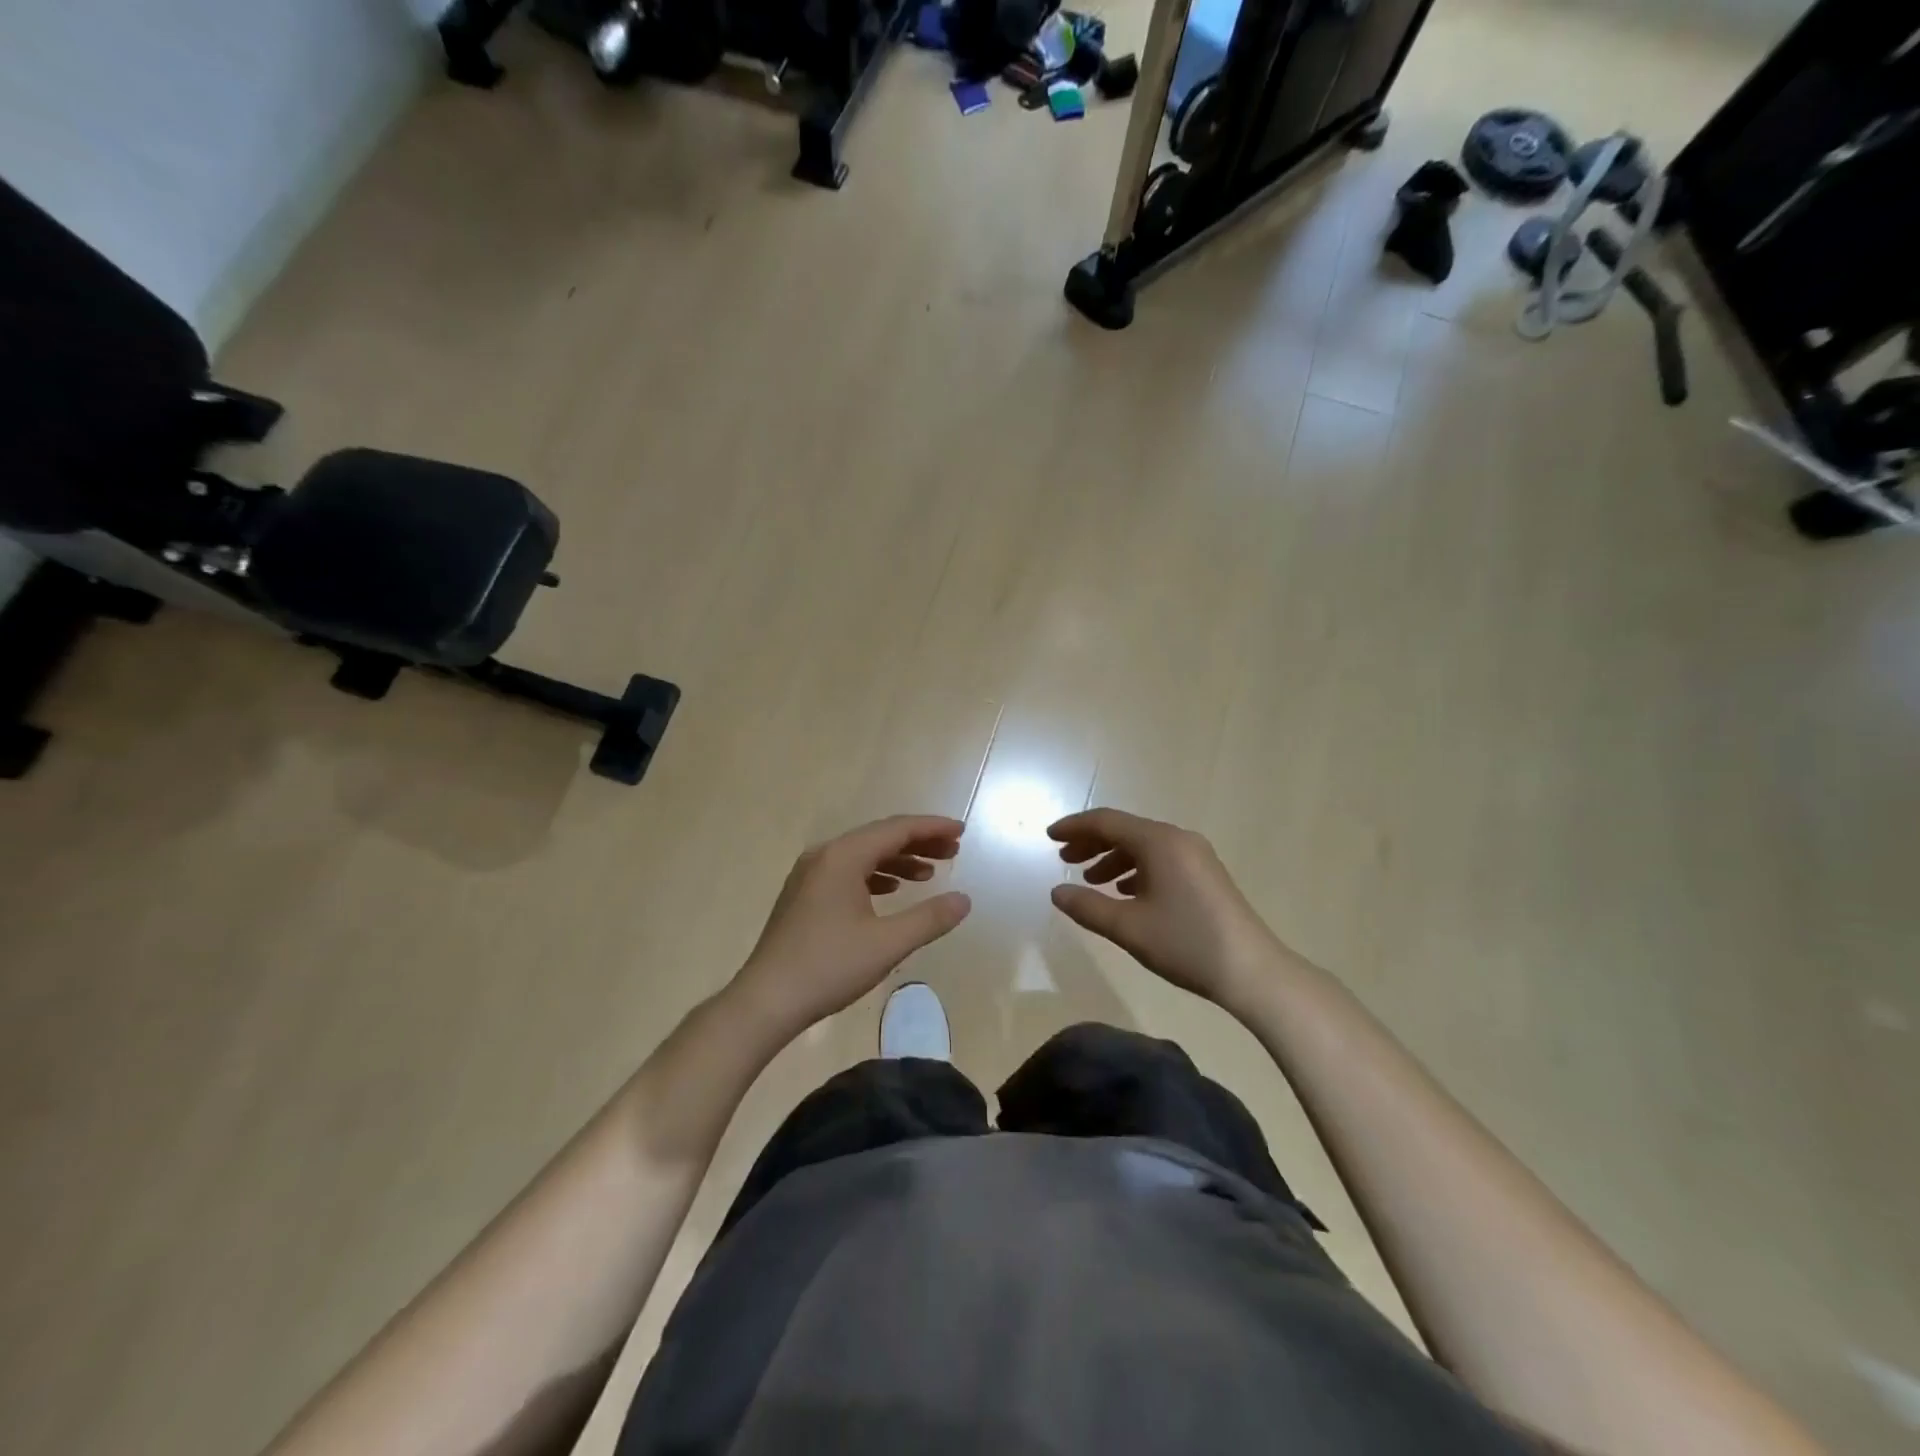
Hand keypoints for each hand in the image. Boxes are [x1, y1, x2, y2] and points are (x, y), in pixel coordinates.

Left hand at [730, 815, 971, 1034]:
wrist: (767, 1000)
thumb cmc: (829, 967)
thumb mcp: (887, 944)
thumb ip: (929, 918)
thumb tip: (964, 900)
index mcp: (843, 857)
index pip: (896, 829)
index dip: (932, 828)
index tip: (962, 832)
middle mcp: (825, 856)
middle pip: (879, 837)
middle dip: (918, 842)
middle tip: (953, 851)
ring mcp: (810, 875)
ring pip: (863, 854)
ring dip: (898, 860)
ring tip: (930, 874)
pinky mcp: (804, 895)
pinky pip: (848, 871)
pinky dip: (876, 875)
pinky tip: (892, 891)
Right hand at [1048, 808, 1279, 1010]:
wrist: (1253, 971)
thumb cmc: (1186, 943)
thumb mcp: (1128, 927)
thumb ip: (1087, 907)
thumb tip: (1056, 892)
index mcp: (1159, 842)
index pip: (1107, 822)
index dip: (1074, 827)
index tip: (1048, 836)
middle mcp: (1178, 839)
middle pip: (1125, 830)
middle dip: (1091, 843)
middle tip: (1063, 860)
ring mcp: (1196, 856)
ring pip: (1144, 846)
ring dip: (1113, 858)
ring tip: (1090, 881)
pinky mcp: (1206, 875)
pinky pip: (1161, 860)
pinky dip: (1136, 869)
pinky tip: (1125, 892)